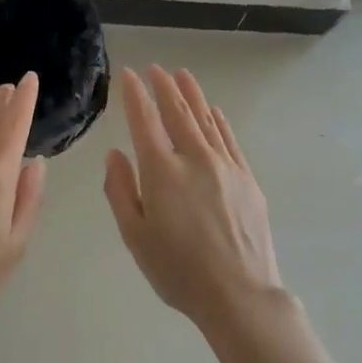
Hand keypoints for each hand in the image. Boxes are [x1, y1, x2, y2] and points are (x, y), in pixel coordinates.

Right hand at [103, 66, 285, 333]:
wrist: (239, 294)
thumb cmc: (178, 271)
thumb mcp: (135, 236)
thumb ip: (121, 191)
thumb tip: (115, 154)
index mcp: (162, 172)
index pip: (144, 121)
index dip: (135, 95)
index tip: (129, 75)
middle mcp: (194, 158)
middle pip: (177, 112)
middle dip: (164, 87)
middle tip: (155, 68)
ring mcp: (225, 165)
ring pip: (205, 119)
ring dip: (192, 95)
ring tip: (182, 75)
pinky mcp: (246, 178)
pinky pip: (229, 138)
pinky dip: (218, 120)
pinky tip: (213, 110)